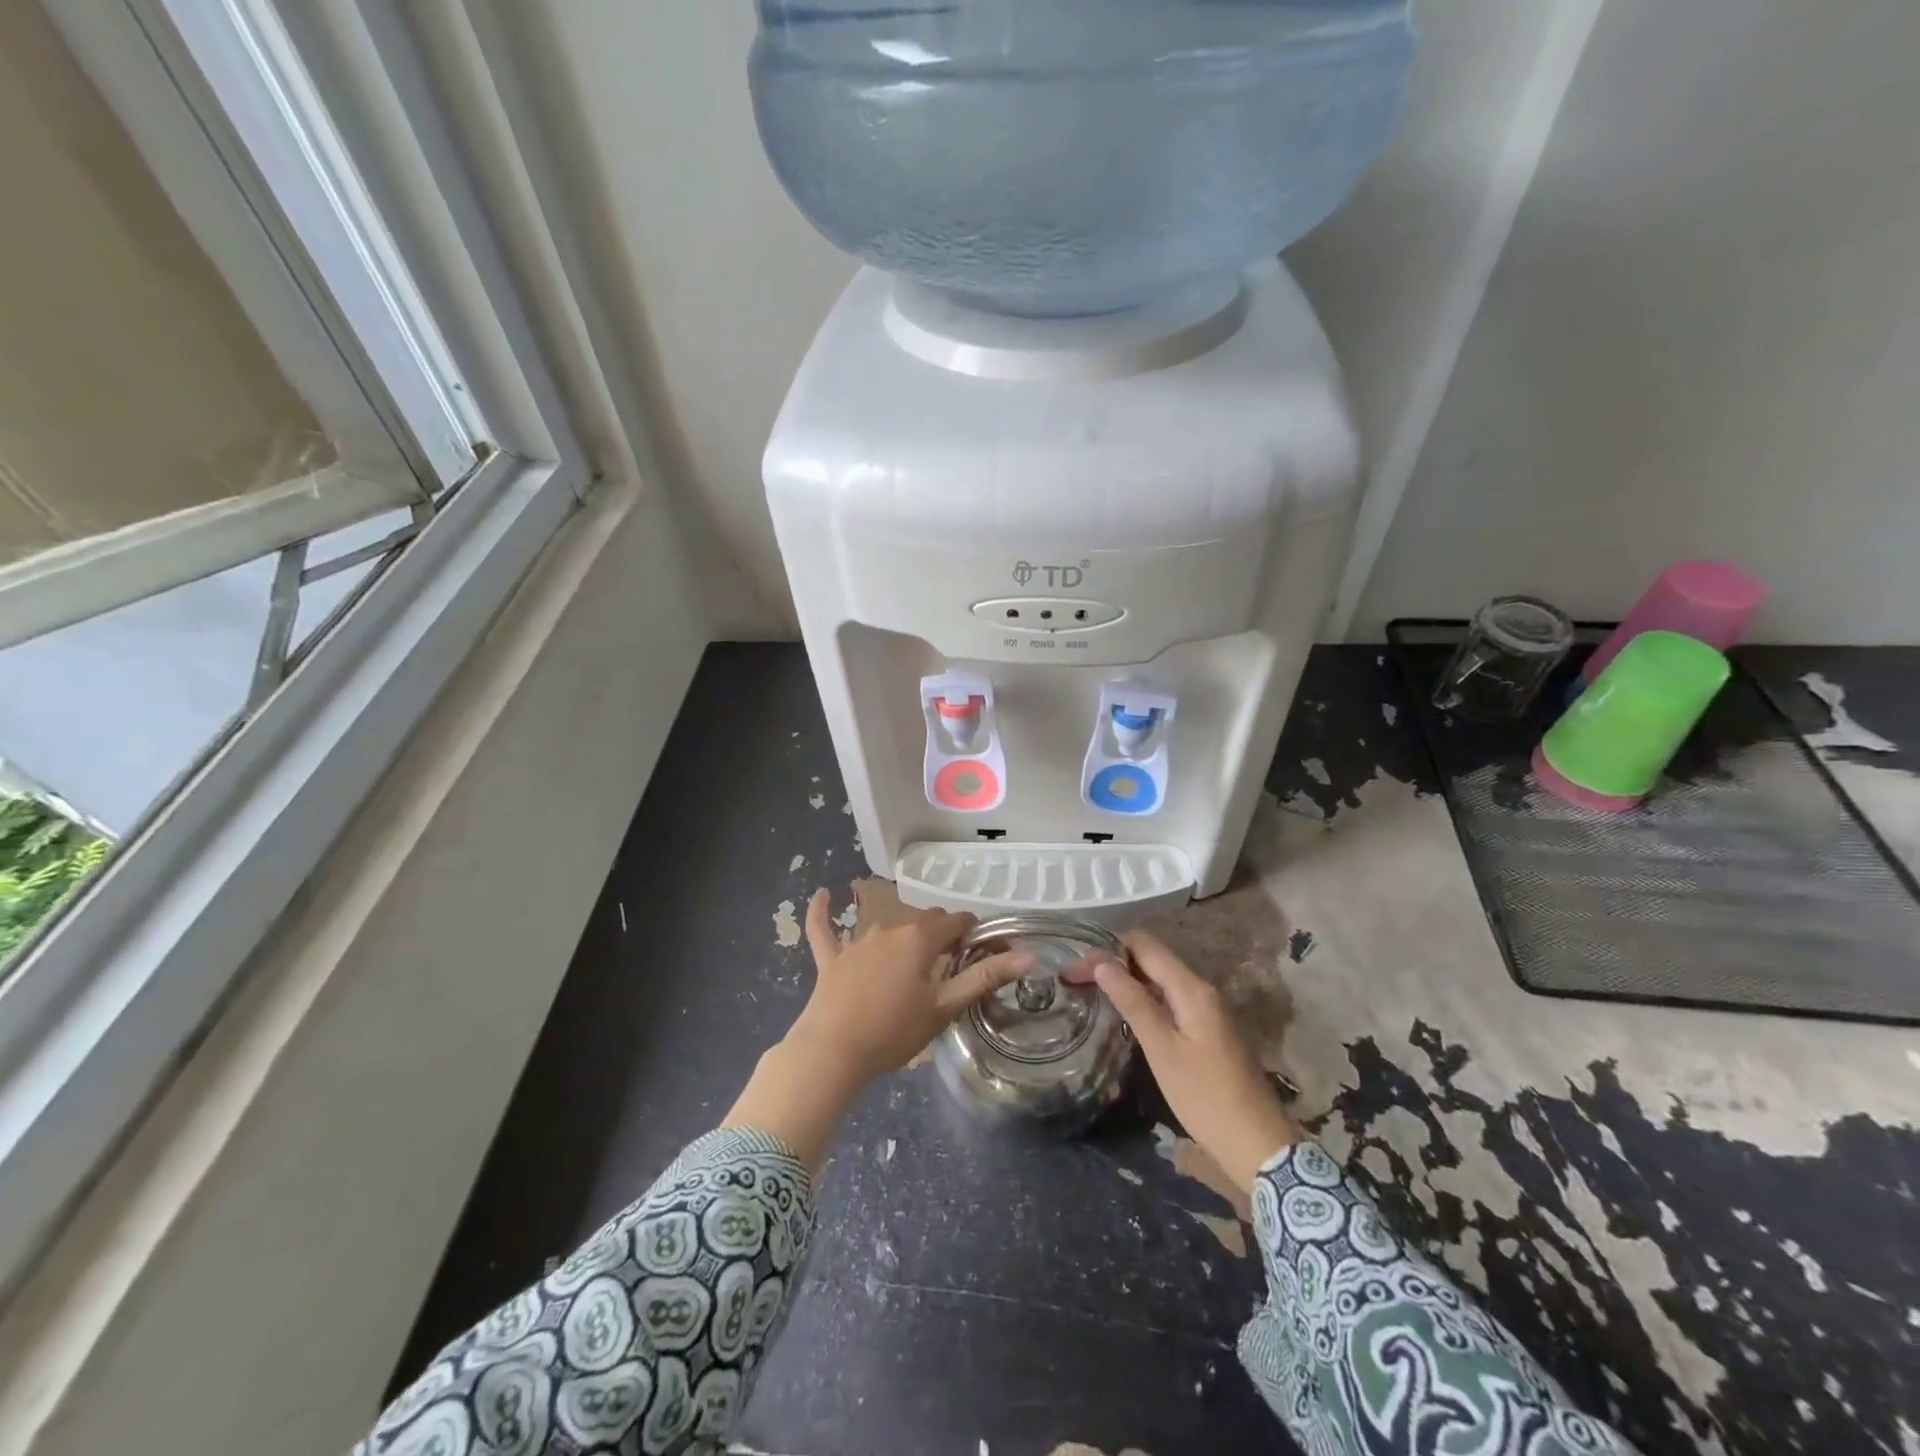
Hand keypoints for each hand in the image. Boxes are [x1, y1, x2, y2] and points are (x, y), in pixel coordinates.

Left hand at [724, 890, 1030, 1167]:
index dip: (974, 932)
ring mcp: (856, 942)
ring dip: (904, 936)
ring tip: (915, 960)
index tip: (983, 950)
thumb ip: (985, 977)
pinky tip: (821, 895)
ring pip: (887, 927)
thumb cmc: (894, 1031)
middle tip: (952, 963)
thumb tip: (1030, 955)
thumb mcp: (944, 1007)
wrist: (832, 1053)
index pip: (956, 921)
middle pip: (924, 921)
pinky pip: (823, 929)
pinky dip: (822, 912)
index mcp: (920, 938)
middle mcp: (889, 929)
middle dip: (941, 934)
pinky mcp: (831, 959)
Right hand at [1093, 929, 1300, 1190]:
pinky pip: (1170, 998)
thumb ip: (1133, 1002)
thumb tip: (1101, 963)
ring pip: (1160, 978)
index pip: (1145, 945)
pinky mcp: (1208, 1028)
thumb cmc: (1205, 1097)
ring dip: (1127, 979)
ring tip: (1092, 991)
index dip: (1108, 948)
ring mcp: (1207, 1009)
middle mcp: (1201, 989)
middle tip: (1076, 978)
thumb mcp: (1162, 1050)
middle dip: (1114, 962)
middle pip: (1152, 958)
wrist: (1258, 1144)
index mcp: (1192, 988)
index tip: (1076, 964)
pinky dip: (1144, 998)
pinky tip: (1124, 1012)